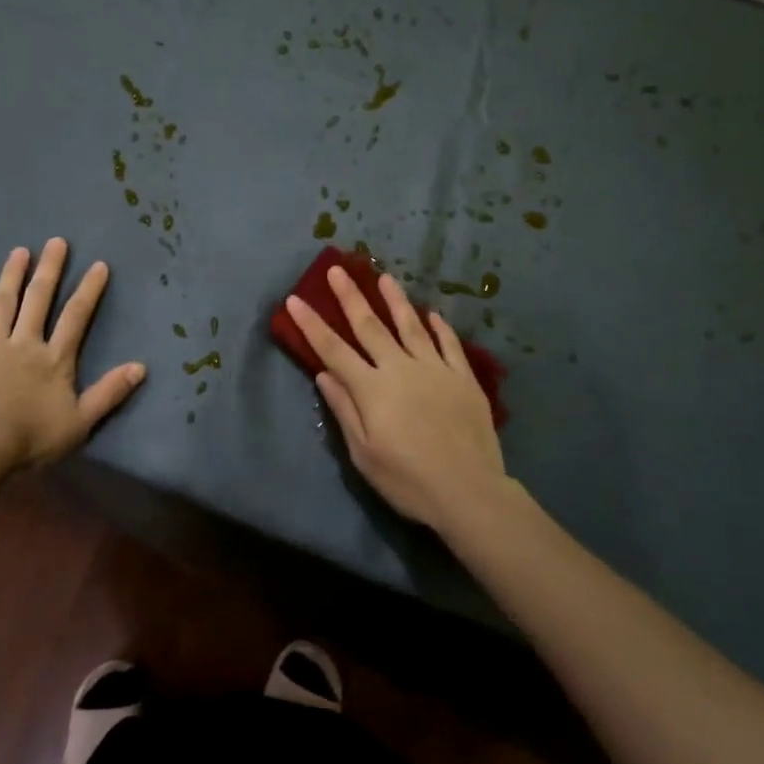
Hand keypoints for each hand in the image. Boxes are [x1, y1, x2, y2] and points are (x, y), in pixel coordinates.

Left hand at [0, 239, 145, 473]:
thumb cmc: (31, 437)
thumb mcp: (80, 421)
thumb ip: (109, 392)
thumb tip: (141, 367)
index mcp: (55, 359)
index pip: (76, 317)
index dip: (88, 290)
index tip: (98, 264)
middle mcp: (26, 343)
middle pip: (39, 300)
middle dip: (50, 269)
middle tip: (56, 241)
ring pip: (3, 304)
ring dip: (11, 276)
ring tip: (18, 252)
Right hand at [285, 267, 507, 531]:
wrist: (469, 492)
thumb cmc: (408, 480)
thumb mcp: (363, 453)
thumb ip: (344, 409)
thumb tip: (324, 374)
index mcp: (372, 388)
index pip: (333, 349)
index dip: (312, 324)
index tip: (295, 300)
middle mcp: (401, 368)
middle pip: (370, 326)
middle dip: (350, 297)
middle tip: (338, 270)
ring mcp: (435, 370)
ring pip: (411, 326)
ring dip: (395, 300)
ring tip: (384, 277)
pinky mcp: (463, 379)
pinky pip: (450, 345)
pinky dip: (440, 327)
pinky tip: (433, 314)